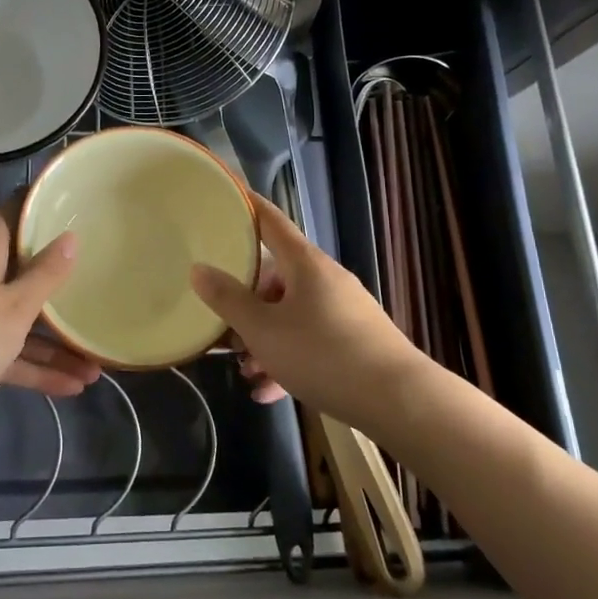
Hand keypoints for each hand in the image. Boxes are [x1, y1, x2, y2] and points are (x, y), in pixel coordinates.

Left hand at [0, 208, 101, 405]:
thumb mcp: (16, 304)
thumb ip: (45, 274)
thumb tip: (70, 236)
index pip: (6, 218)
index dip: (30, 208)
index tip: (59, 204)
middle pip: (21, 274)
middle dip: (57, 286)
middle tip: (93, 282)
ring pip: (21, 325)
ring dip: (56, 345)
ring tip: (96, 366)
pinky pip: (11, 356)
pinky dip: (38, 369)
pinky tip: (72, 388)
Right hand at [192, 192, 423, 426]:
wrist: (399, 400)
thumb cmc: (322, 354)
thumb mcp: (263, 330)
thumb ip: (228, 299)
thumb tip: (199, 269)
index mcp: (304, 263)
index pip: (270, 221)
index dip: (246, 207)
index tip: (225, 198)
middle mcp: (325, 278)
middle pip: (276, 277)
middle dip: (247, 303)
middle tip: (223, 326)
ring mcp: (344, 309)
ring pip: (292, 314)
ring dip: (265, 339)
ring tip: (246, 371)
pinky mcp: (356, 340)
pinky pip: (311, 339)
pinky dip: (288, 358)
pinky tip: (269, 392)